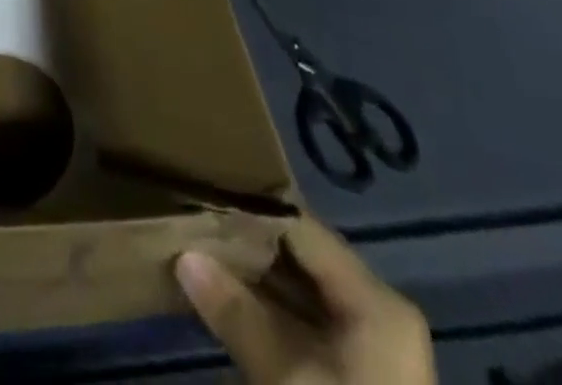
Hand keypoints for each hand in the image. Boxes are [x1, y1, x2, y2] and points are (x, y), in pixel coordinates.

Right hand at [177, 217, 433, 384]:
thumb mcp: (287, 379)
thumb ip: (236, 312)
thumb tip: (184, 255)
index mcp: (377, 300)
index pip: (300, 226)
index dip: (250, 209)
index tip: (202, 194)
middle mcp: (375, 313)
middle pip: (300, 258)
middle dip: (246, 245)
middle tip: (192, 224)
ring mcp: (366, 351)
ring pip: (297, 294)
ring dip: (250, 280)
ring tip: (197, 254)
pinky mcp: (350, 380)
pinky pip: (301, 326)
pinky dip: (264, 313)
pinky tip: (223, 301)